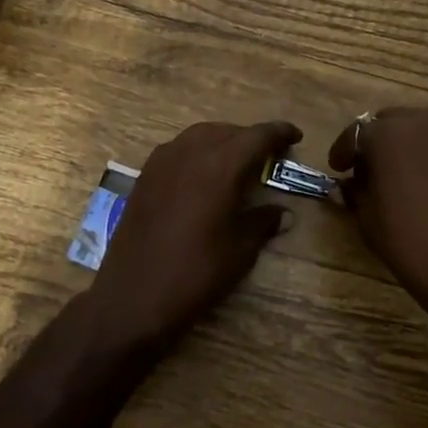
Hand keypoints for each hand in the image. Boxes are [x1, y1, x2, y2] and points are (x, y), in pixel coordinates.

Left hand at [89, 120, 299, 351]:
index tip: (295, 135)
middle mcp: (188, 154)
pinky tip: (203, 175)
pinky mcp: (143, 177)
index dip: (279, 133)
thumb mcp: (239, 251)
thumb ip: (262, 222)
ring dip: (222, 141)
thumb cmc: (195, 274)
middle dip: (250, 138)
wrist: (133, 297)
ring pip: (198, 136)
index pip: (256, 137)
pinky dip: (197, 152)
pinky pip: (177, 150)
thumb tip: (283, 213)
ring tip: (237, 161)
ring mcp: (161, 163)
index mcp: (219, 167)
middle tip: (268, 154)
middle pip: (226, 131)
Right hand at [328, 107, 427, 315]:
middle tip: (378, 168)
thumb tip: (353, 182)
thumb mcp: (368, 219)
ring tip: (416, 174)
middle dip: (383, 141)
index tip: (340, 168)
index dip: (345, 150)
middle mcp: (427, 120)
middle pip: (396, 121)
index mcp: (388, 134)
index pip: (358, 132)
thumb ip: (356, 190)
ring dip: (417, 145)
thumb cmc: (410, 243)